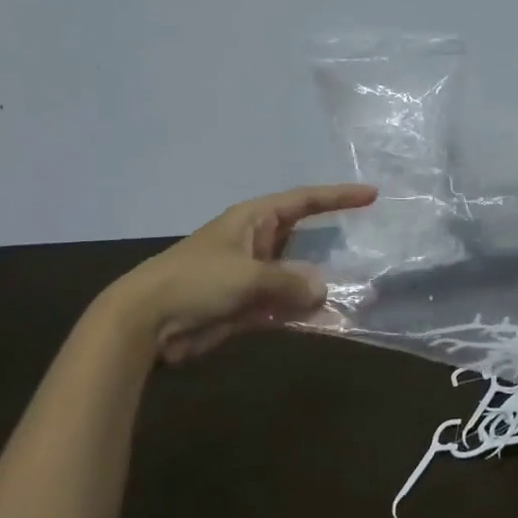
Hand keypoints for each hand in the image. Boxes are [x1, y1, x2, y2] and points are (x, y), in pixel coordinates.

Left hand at [113, 184, 376, 365]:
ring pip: (297, 277)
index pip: (304, 200)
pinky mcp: (246, 307)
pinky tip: (330, 322)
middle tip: (371, 249)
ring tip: (360, 294)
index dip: (338, 196)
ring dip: (321, 287)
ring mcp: (252, 276)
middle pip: (304, 239)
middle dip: (334, 246)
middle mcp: (257, 243)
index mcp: (253, 219)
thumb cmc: (195, 281)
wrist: (146, 322)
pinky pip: (284, 306)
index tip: (371, 195)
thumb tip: (323, 290)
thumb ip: (289, 282)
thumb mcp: (247, 276)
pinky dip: (304, 314)